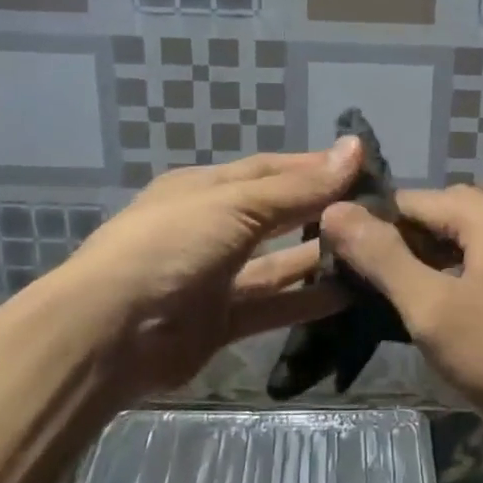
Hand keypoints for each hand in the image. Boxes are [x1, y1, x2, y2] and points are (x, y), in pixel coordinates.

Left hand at [48, 141, 362, 397]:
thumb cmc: (172, 246)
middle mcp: (212, 228)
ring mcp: (215, 276)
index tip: (363, 167)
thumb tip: (355, 148)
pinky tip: (348, 296)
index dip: (314, 167)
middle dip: (320, 211)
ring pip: (277, 262)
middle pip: (276, 214)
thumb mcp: (236, 206)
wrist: (108, 333)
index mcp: (206, 189)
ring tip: (369, 252)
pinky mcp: (220, 321)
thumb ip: (299, 187)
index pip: (270, 169)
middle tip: (374, 212)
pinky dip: (305, 301)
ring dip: (317, 257)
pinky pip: (272, 305)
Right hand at [319, 185, 482, 453]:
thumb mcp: (433, 310)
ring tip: (408, 310)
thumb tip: (335, 208)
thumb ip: (382, 257)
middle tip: (375, 296)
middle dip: (404, 250)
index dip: (372, 231)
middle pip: (440, 218)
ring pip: (468, 243)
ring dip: (434, 268)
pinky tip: (454, 318)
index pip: (410, 202)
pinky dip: (465, 280)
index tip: (344, 270)